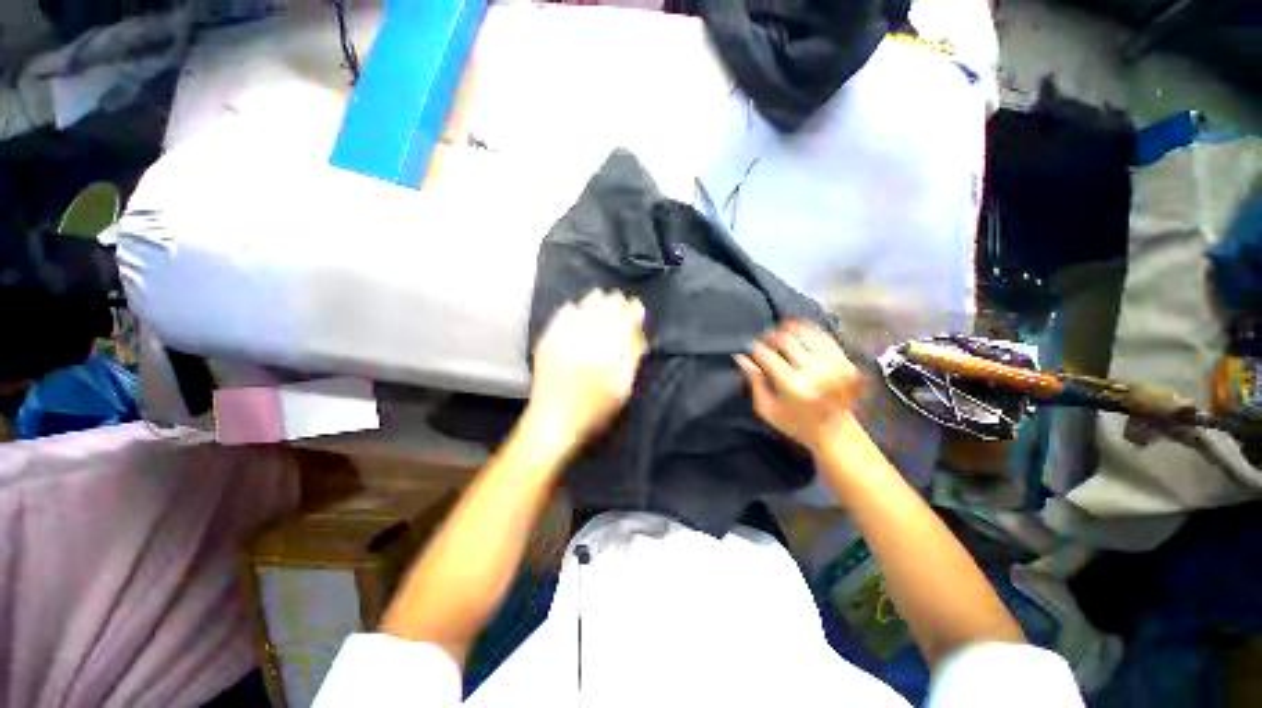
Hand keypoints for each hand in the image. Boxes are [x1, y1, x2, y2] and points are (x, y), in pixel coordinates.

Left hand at [528, 289, 646, 448]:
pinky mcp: (547, 342)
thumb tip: (639, 336)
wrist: (553, 422)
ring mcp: (562, 339)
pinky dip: (569, 310)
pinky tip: (574, 306)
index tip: (637, 306)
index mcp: (605, 351)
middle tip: (621, 298)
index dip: (632, 312)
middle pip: (602, 313)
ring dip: (594, 302)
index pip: (622, 323)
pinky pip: (559, 318)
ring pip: (582, 311)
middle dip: (614, 303)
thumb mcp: (622, 389)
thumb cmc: (594, 410)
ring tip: (601, 295)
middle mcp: (584, 339)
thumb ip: (631, 359)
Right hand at [735, 320, 866, 453]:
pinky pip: (824, 337)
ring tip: (781, 336)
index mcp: (793, 385)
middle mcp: (814, 372)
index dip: (755, 347)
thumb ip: (754, 381)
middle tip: (764, 341)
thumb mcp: (766, 409)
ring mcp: (833, 365)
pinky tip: (800, 337)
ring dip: (789, 330)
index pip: (766, 354)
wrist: (837, 433)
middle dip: (770, 337)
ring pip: (805, 332)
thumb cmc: (795, 423)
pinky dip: (809, 333)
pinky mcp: (846, 363)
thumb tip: (741, 357)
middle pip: (785, 339)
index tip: (750, 348)